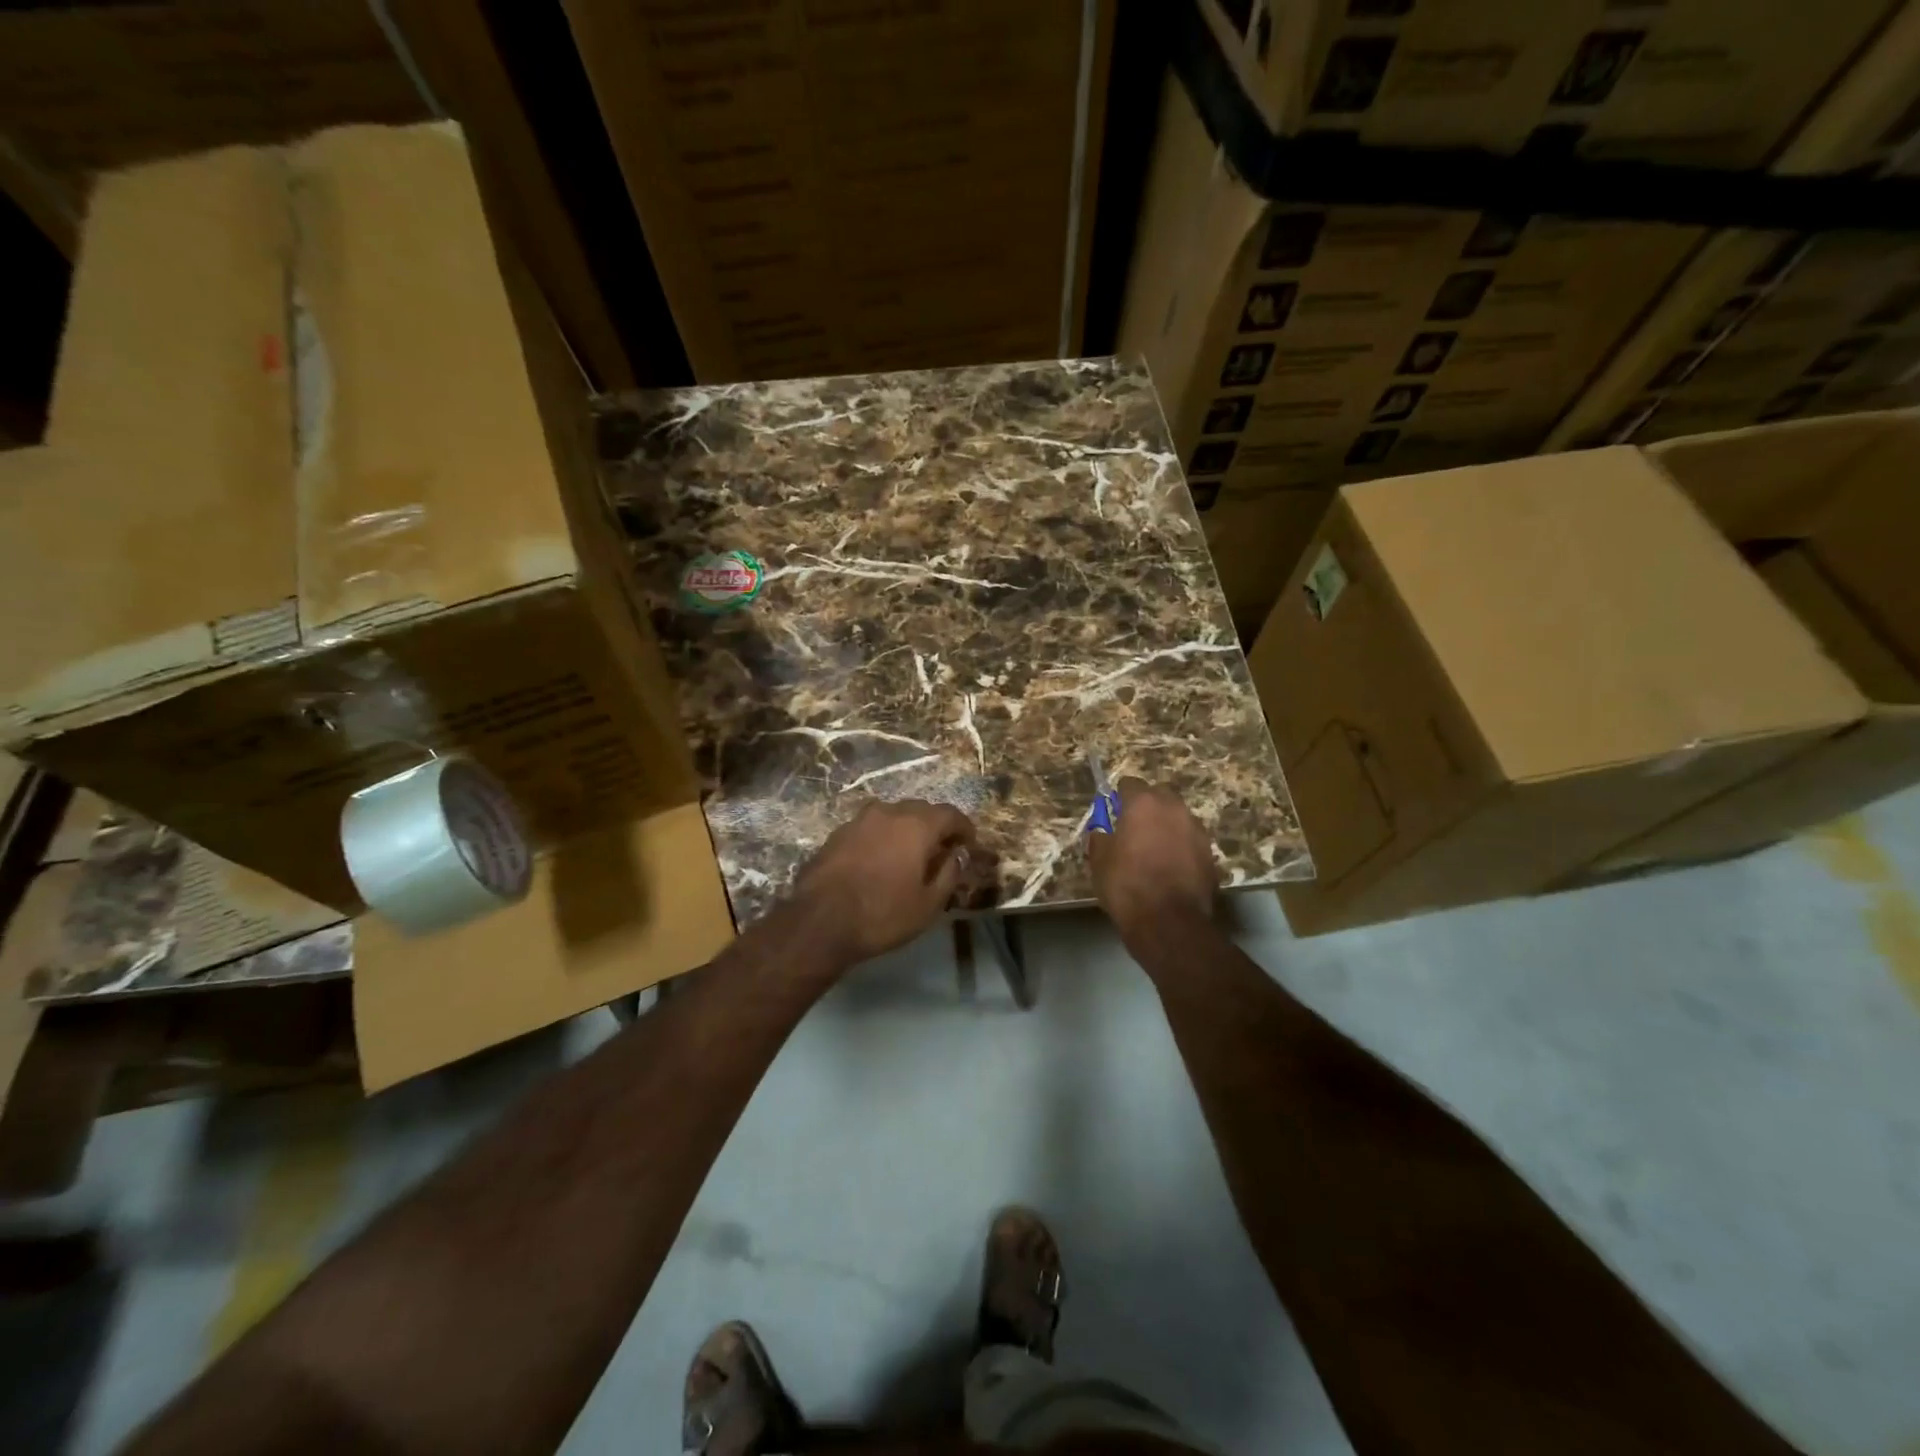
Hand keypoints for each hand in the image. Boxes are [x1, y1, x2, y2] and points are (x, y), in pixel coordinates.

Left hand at [791, 800, 983, 965]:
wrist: (819, 921)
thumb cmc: (882, 914)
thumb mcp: (928, 904)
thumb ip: (949, 874)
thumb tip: (958, 856)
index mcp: (917, 825)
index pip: (950, 814)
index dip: (964, 827)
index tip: (969, 844)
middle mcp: (889, 812)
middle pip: (921, 810)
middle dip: (935, 826)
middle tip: (942, 849)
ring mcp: (859, 820)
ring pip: (893, 816)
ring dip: (906, 829)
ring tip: (910, 854)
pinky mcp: (837, 833)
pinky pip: (870, 828)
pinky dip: (882, 837)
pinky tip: (880, 860)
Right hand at [1087, 779, 1218, 947]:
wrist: (1169, 922)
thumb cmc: (1126, 885)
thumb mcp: (1099, 860)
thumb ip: (1100, 838)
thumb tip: (1102, 832)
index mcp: (1144, 803)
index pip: (1130, 784)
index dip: (1120, 796)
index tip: (1113, 811)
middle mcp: (1174, 809)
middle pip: (1160, 794)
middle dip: (1148, 805)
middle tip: (1134, 827)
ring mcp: (1196, 830)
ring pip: (1178, 817)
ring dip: (1166, 826)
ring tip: (1153, 849)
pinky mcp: (1210, 854)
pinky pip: (1190, 840)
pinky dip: (1180, 846)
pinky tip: (1170, 866)